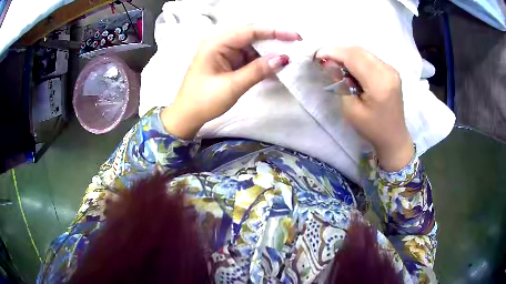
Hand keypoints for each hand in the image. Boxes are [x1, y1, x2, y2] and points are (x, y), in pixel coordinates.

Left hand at [161, 26, 301, 138]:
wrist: (187, 115)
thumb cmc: (204, 101)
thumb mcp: (232, 86)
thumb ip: (258, 70)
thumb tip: (283, 58)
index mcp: (215, 44)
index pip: (249, 30)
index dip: (274, 31)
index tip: (295, 36)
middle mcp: (219, 42)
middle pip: (250, 34)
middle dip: (273, 38)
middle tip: (294, 44)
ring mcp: (222, 51)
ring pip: (250, 44)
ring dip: (267, 50)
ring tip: (287, 56)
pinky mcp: (226, 60)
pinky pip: (246, 55)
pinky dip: (260, 60)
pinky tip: (272, 64)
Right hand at [315, 47, 413, 170]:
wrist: (394, 137)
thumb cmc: (372, 128)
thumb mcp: (351, 110)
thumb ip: (340, 84)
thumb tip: (329, 64)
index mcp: (379, 83)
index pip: (353, 57)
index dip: (333, 52)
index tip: (317, 55)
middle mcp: (388, 71)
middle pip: (358, 51)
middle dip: (338, 51)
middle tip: (324, 60)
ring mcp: (391, 69)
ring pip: (364, 52)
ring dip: (347, 55)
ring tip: (335, 64)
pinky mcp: (391, 71)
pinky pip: (370, 58)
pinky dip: (356, 59)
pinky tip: (350, 68)